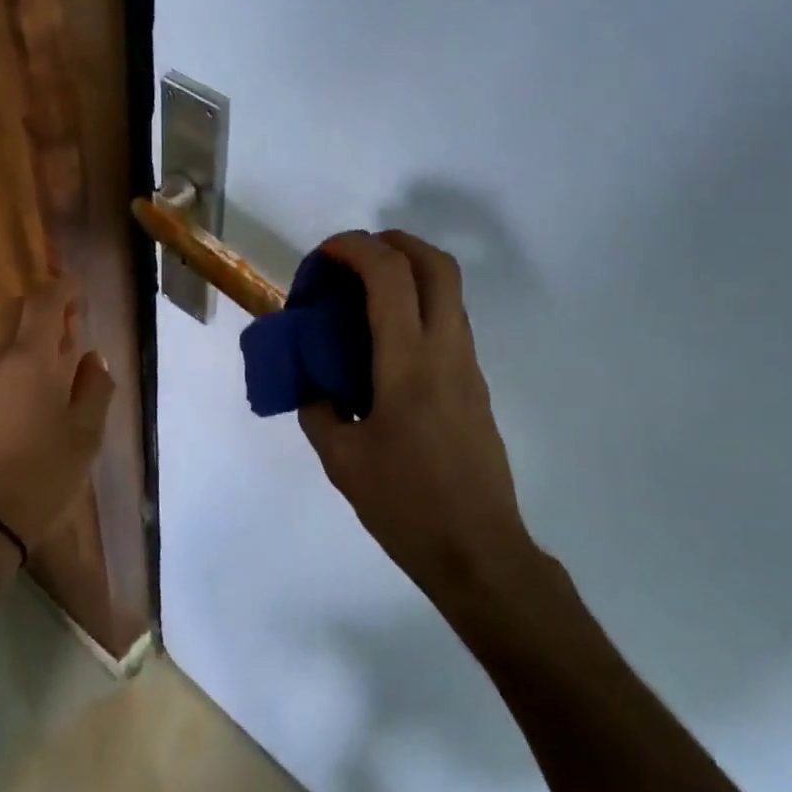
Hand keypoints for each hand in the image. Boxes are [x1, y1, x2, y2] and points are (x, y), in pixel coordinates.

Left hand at [0, 277, 115, 557]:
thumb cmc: (42, 474)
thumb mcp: (86, 434)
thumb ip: (95, 389)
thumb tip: (93, 360)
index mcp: (30, 361)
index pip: (42, 304)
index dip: (62, 288)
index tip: (79, 288)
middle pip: (16, 316)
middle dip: (44, 310)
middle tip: (72, 325)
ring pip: (5, 347)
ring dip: (32, 343)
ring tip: (62, 368)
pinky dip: (18, 369)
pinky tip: (36, 399)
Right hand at [299, 231, 533, 604]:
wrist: (477, 550)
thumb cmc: (405, 505)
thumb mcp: (341, 460)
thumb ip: (319, 411)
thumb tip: (314, 386)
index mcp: (408, 364)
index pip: (390, 276)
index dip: (355, 248)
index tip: (324, 255)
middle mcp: (446, 352)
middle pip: (437, 264)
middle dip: (394, 242)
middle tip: (354, 256)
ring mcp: (469, 367)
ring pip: (449, 292)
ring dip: (409, 273)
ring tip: (364, 296)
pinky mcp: (476, 386)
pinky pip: (449, 323)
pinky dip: (418, 307)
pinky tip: (386, 344)